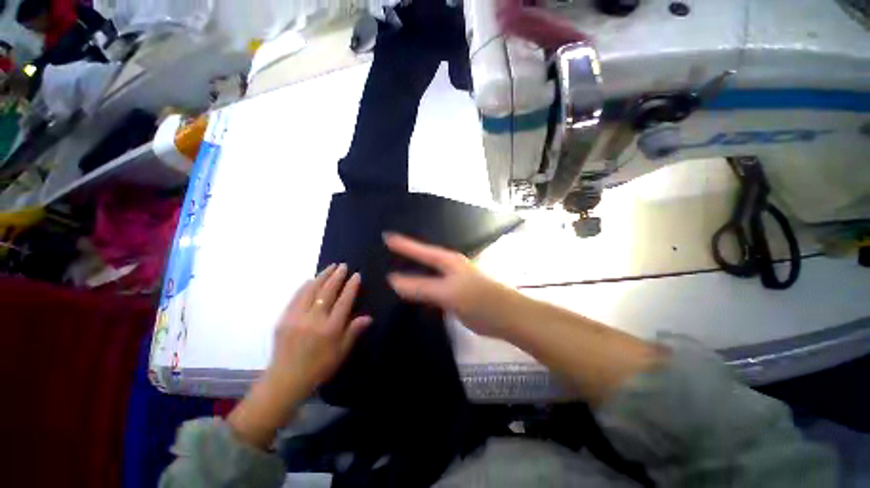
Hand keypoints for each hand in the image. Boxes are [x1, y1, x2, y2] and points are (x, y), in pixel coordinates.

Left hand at [268, 263, 371, 394]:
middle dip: (336, 276)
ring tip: (330, 267)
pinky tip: (310, 280)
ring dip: (321, 277)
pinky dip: (305, 286)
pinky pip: (296, 297)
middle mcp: (314, 319)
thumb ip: (353, 332)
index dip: (351, 286)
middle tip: (343, 265)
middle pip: (327, 292)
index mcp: (330, 329)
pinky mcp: (284, 319)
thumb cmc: (318, 368)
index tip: (356, 275)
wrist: (285, 380)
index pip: (344, 301)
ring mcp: (297, 317)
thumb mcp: (341, 353)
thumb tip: (368, 317)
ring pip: (311, 291)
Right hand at [384, 233, 517, 337]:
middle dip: (407, 255)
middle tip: (386, 253)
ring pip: (428, 272)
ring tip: (394, 270)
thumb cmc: (479, 300)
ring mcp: (453, 280)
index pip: (420, 249)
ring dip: (413, 271)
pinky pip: (433, 287)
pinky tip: (413, 293)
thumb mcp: (447, 292)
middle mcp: (450, 267)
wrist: (507, 317)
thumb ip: (420, 287)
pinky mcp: (455, 294)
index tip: (385, 236)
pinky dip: (421, 287)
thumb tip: (392, 280)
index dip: (403, 244)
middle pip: (424, 258)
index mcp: (448, 260)